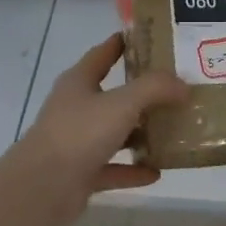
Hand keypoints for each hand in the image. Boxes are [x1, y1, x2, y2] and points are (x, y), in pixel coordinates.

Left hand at [0, 34, 186, 225]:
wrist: (42, 187)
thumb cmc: (79, 133)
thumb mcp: (122, 103)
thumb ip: (154, 89)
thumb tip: (183, 84)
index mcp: (78, 82)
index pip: (101, 55)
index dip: (121, 44)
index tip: (147, 38)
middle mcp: (75, 108)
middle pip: (111, 95)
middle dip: (140, 93)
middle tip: (174, 88)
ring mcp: (76, 142)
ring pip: (113, 133)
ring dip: (139, 134)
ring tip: (172, 131)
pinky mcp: (80, 174)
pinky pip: (113, 168)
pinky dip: (133, 170)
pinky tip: (157, 172)